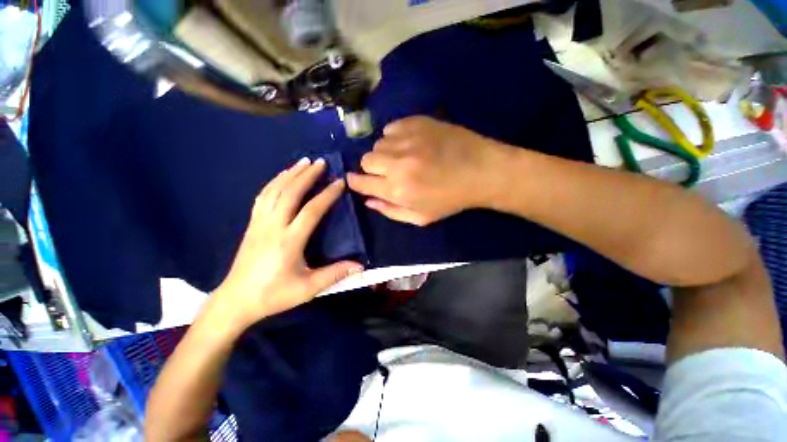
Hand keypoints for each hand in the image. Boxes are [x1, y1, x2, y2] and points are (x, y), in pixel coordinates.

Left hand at [212, 158, 363, 329]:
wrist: (236, 300)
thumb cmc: (274, 295)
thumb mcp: (307, 288)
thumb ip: (334, 274)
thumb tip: (359, 266)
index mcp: (289, 241)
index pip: (311, 210)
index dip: (327, 194)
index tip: (339, 182)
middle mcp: (273, 226)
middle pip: (290, 193)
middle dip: (307, 175)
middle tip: (321, 161)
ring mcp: (259, 223)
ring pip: (274, 191)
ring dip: (290, 174)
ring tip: (303, 162)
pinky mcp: (252, 224)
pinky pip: (263, 197)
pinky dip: (274, 183)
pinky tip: (282, 177)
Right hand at [347, 116, 512, 224]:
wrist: (481, 171)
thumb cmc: (450, 199)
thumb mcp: (420, 217)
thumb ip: (391, 211)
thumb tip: (368, 201)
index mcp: (397, 190)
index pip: (362, 183)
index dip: (355, 182)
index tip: (355, 180)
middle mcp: (397, 163)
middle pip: (366, 160)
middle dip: (371, 168)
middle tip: (387, 172)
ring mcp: (407, 140)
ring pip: (378, 143)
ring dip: (385, 153)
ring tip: (402, 157)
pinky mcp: (417, 122)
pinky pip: (392, 127)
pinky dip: (395, 137)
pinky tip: (409, 144)